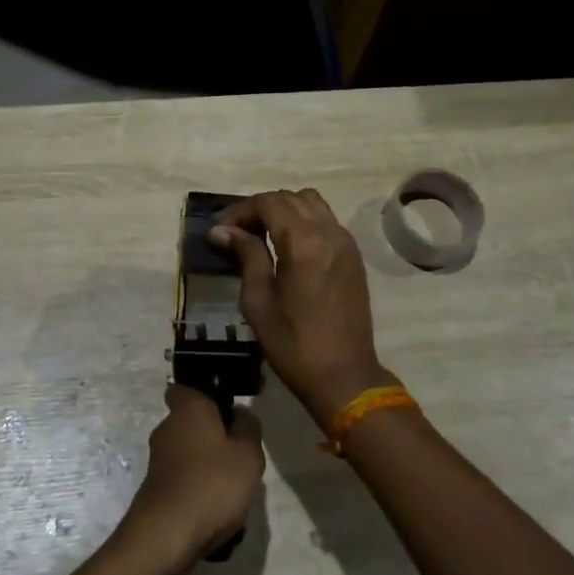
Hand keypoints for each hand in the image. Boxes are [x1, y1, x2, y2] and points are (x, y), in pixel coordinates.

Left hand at [121, 384, 264, 571]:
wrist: (167, 536)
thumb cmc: (212, 483)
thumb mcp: (248, 454)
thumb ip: (249, 428)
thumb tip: (241, 413)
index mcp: (188, 408)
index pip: (185, 387)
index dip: (204, 394)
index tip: (225, 408)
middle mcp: (167, 427)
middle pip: (189, 421)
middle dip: (210, 434)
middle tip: (237, 453)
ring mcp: (157, 460)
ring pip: (186, 452)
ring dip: (204, 464)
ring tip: (230, 488)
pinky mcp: (154, 489)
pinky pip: (181, 479)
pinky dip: (195, 489)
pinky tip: (213, 511)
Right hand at [209, 189, 392, 427]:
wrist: (344, 376)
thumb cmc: (294, 343)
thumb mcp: (259, 300)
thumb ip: (246, 255)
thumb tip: (223, 230)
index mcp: (304, 242)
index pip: (268, 203)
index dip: (240, 210)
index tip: (220, 229)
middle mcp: (329, 232)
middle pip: (291, 198)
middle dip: (261, 207)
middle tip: (237, 232)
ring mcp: (345, 242)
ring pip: (312, 203)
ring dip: (285, 210)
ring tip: (263, 234)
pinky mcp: (353, 256)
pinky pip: (326, 220)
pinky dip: (304, 221)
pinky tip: (288, 246)